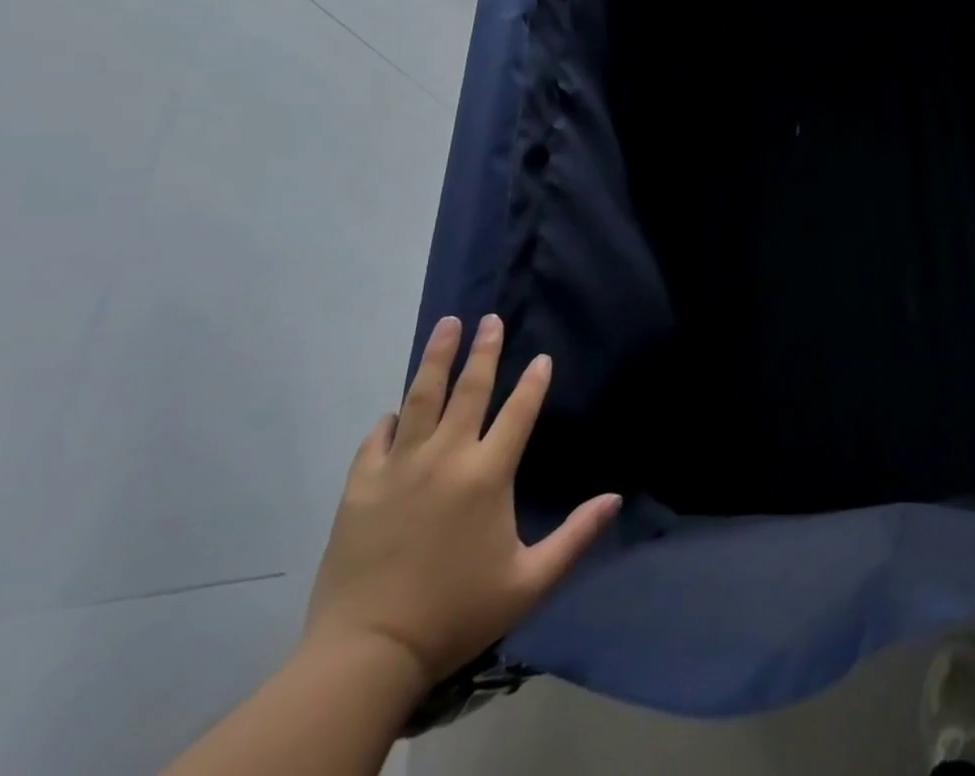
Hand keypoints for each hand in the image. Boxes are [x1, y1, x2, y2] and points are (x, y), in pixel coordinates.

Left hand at [303, 314, 619, 686]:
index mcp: (487, 475)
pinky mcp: (360, 489)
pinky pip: (376, 440)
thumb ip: (575, 536)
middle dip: (483, 351)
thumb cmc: (456, 614)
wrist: (365, 657)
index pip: (518, 412)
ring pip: (420, 399)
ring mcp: (398, 470)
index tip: (541, 357)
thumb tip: (615, 498)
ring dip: (436, 359)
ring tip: (446, 325)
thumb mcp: (529, 582)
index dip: (533, 382)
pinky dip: (388, 421)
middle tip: (490, 319)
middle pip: (469, 390)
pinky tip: (394, 410)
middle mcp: (445, 458)